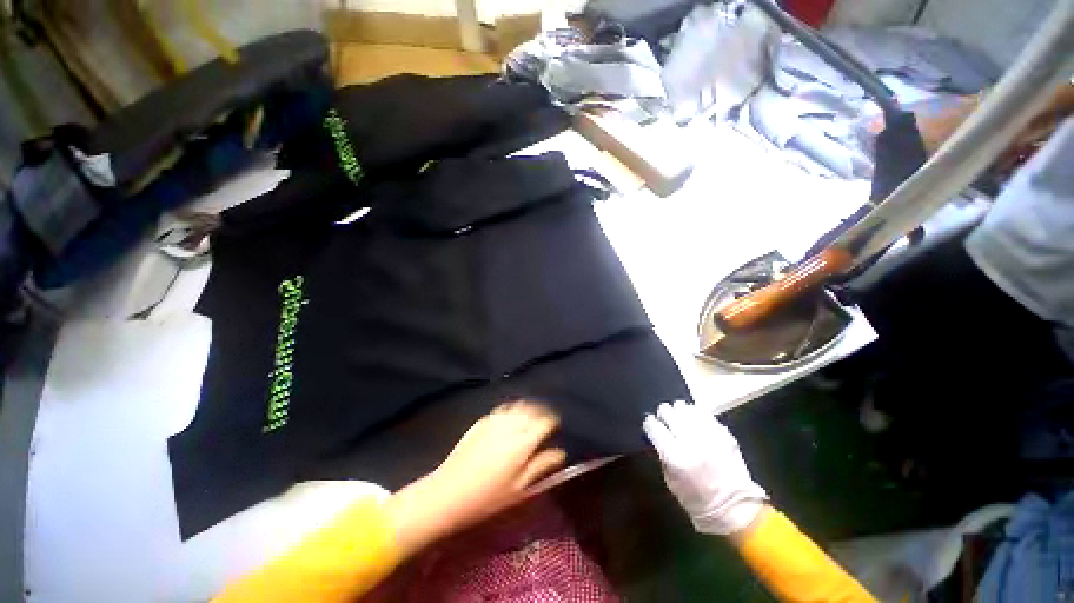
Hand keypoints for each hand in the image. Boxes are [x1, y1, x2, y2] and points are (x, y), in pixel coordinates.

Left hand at [384, 401, 565, 554]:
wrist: (448, 493)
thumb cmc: (487, 497)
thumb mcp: (519, 488)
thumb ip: (542, 466)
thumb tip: (560, 452)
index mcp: (523, 442)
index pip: (545, 421)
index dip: (553, 422)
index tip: (555, 428)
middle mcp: (511, 425)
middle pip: (533, 409)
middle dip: (542, 412)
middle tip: (544, 422)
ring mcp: (495, 420)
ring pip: (518, 405)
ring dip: (528, 408)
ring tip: (530, 418)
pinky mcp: (482, 420)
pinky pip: (503, 409)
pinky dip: (512, 410)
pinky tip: (511, 419)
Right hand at [643, 400, 767, 535]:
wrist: (734, 509)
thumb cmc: (697, 500)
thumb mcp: (671, 481)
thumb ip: (663, 455)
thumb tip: (659, 435)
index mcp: (675, 457)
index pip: (653, 426)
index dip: (649, 424)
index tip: (651, 426)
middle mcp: (691, 442)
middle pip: (668, 411)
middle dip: (663, 414)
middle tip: (665, 420)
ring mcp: (709, 436)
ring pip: (685, 408)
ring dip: (679, 412)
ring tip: (680, 418)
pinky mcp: (723, 434)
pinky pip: (704, 414)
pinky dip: (696, 415)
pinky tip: (695, 421)